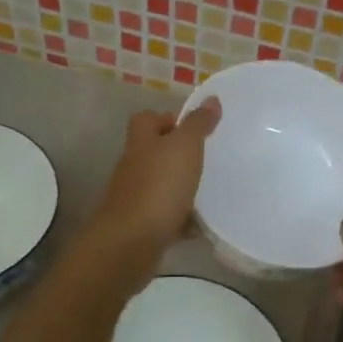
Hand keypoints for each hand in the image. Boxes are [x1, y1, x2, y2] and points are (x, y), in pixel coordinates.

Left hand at [84, 100, 220, 270]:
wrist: (131, 243)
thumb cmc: (159, 187)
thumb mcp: (185, 147)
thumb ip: (198, 124)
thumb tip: (212, 98)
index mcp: (141, 142)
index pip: (146, 119)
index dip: (166, 119)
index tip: (192, 128)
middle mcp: (133, 167)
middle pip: (153, 152)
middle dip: (178, 155)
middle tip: (207, 159)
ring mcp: (134, 198)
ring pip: (160, 185)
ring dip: (180, 188)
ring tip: (209, 191)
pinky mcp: (141, 226)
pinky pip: (165, 216)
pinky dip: (181, 219)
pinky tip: (199, 225)